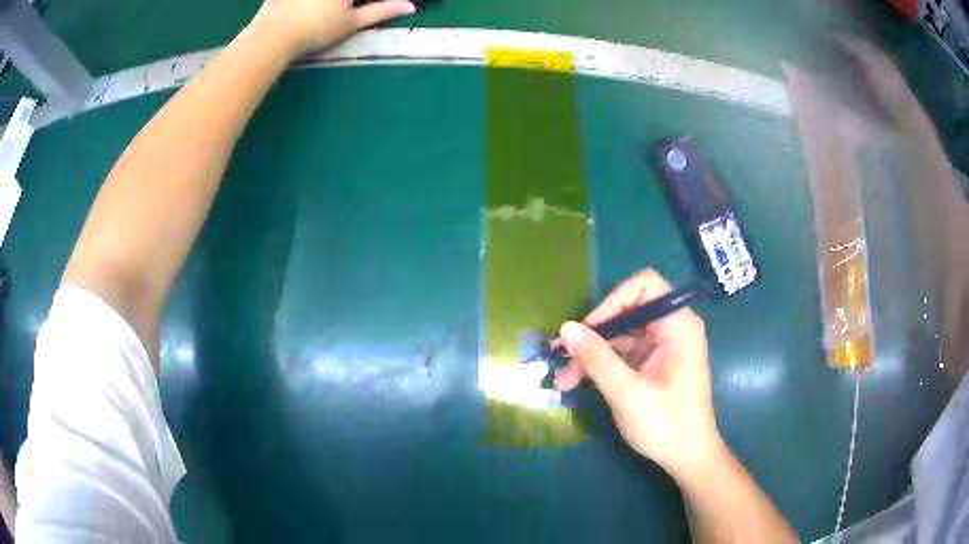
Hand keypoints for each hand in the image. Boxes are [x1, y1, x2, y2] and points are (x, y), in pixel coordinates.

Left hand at [249, 0, 415, 54]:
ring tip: (325, 12)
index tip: (355, 9)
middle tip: (345, 11)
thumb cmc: (316, 30)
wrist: (273, 35)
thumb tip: (409, 6)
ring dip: (327, 4)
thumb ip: (381, 10)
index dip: (375, 2)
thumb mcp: (352, 22)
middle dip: (348, 4)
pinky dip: (307, 3)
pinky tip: (306, 9)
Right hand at [554, 269, 723, 478]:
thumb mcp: (627, 392)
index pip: (645, 286)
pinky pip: (622, 355)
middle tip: (561, 357)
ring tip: (562, 380)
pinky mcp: (652, 365)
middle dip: (593, 336)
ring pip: (619, 337)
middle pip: (626, 313)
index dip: (613, 300)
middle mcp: (671, 329)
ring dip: (590, 355)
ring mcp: (661, 348)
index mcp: (677, 325)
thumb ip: (597, 358)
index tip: (588, 329)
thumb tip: (566, 328)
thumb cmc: (666, 424)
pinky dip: (600, 366)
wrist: (687, 457)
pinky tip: (576, 382)